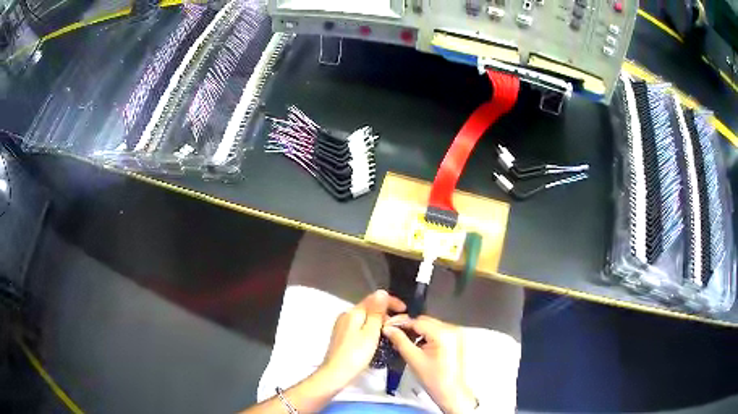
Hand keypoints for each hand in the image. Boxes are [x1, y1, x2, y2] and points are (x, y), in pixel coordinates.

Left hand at [321, 290, 405, 386]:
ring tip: (391, 332)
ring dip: (378, 322)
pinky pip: (359, 326)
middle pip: (369, 308)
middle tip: (400, 325)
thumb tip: (381, 292)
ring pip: (364, 318)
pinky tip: (377, 338)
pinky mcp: (342, 336)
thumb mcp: (370, 333)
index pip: (374, 298)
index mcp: (353, 312)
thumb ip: (376, 312)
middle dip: (385, 313)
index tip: (405, 310)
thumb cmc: (356, 354)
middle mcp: (346, 315)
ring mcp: (342, 326)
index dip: (391, 302)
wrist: (335, 373)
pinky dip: (370, 329)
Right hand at [383, 315, 476, 413]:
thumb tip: (388, 328)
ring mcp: (455, 333)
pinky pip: (437, 330)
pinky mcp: (456, 338)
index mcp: (443, 333)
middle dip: (408, 326)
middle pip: (425, 321)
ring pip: (430, 325)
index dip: (400, 323)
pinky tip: (417, 344)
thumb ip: (400, 341)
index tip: (387, 325)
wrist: (451, 391)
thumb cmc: (433, 379)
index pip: (417, 321)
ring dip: (417, 330)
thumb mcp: (413, 359)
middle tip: (393, 333)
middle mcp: (452, 329)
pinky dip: (426, 334)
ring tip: (403, 340)